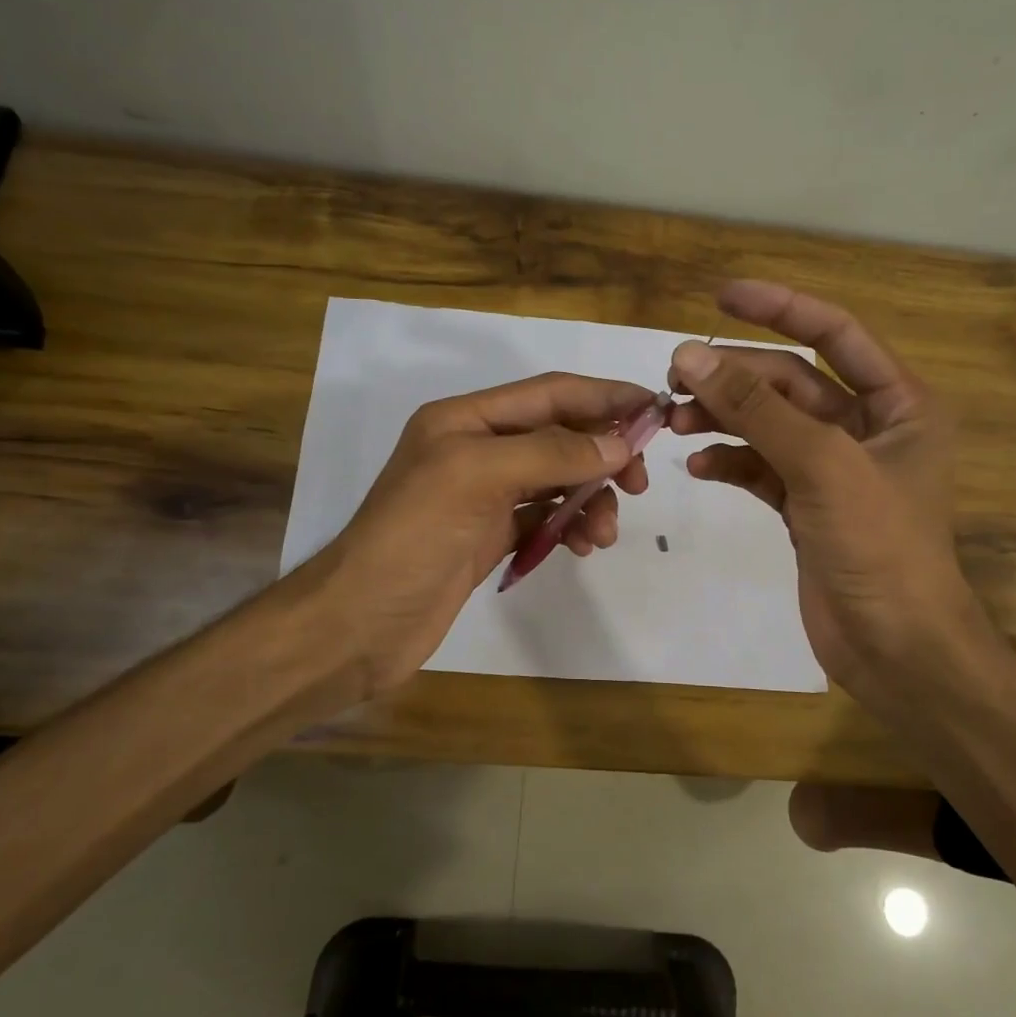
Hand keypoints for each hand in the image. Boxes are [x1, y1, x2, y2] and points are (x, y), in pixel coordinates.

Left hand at [300, 372, 654, 698]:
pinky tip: (582, 546)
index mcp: (465, 419)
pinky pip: (545, 518)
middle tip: (638, 484)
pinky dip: (570, 526)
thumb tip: (619, 446)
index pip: (549, 393)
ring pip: (557, 481)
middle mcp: (476, 449)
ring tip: (603, 533)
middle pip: (558, 436)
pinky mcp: (490, 536)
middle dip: (602, 455)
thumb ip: (550, 453)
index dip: (603, 397)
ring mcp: (484, 496)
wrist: (361, 623)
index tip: (654, 409)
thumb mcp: (476, 477)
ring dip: (590, 499)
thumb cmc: (413, 538)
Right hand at [667, 281, 983, 711]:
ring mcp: (833, 470)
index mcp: (899, 404)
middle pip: (791, 382)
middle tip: (674, 378)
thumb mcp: (822, 464)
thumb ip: (756, 408)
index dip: (780, 308)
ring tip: (673, 422)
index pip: (834, 334)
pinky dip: (731, 462)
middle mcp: (868, 428)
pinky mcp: (806, 507)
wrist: (895, 646)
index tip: (721, 296)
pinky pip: (761, 468)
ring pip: (769, 425)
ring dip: (724, 418)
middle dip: (734, 377)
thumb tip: (690, 356)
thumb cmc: (879, 546)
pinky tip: (699, 466)